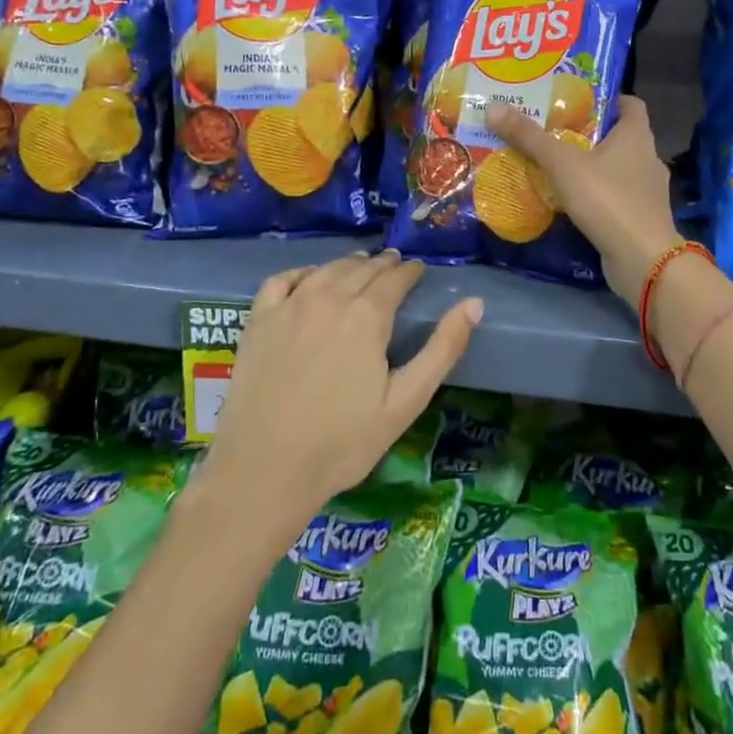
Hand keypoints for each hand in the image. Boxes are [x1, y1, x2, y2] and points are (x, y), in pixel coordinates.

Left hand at [199, 251, 481, 535]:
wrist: (265, 469)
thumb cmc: (343, 442)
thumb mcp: (406, 401)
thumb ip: (442, 349)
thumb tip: (474, 303)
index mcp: (367, 315)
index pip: (395, 278)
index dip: (410, 272)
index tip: (418, 271)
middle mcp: (329, 297)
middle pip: (362, 268)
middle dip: (384, 265)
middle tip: (395, 267)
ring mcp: (289, 306)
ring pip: (327, 269)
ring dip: (349, 264)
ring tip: (361, 266)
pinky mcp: (258, 320)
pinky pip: (284, 279)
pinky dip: (303, 272)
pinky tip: (310, 279)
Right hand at [485, 95, 679, 303]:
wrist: (643, 260)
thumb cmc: (608, 200)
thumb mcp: (562, 165)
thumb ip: (529, 137)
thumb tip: (493, 107)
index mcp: (637, 135)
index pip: (629, 104)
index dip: (606, 98)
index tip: (576, 100)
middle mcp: (648, 158)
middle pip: (619, 135)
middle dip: (588, 133)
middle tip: (552, 131)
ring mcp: (647, 191)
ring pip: (616, 168)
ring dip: (591, 166)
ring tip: (555, 166)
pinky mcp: (640, 218)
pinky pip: (615, 196)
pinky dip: (596, 194)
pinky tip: (570, 201)